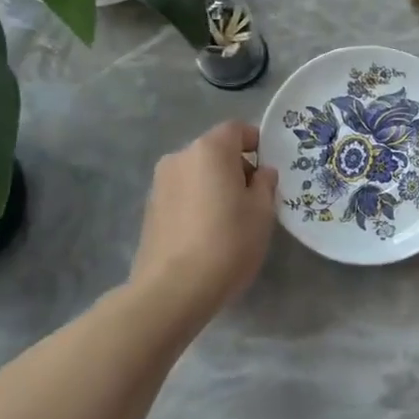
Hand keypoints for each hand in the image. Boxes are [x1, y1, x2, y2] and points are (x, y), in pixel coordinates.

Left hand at [129, 121, 277, 326]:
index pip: (237, 129)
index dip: (256, 142)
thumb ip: (265, 184)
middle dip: (235, 166)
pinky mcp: (149, 209)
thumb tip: (261, 173)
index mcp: (210, 149)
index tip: (268, 168)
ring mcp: (160, 183)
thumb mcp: (262, 212)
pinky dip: (197, 202)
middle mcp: (180, 157)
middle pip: (215, 150)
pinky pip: (182, 194)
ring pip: (197, 173)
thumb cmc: (228, 242)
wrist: (173, 289)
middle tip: (253, 198)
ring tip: (229, 219)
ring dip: (214, 186)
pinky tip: (206, 233)